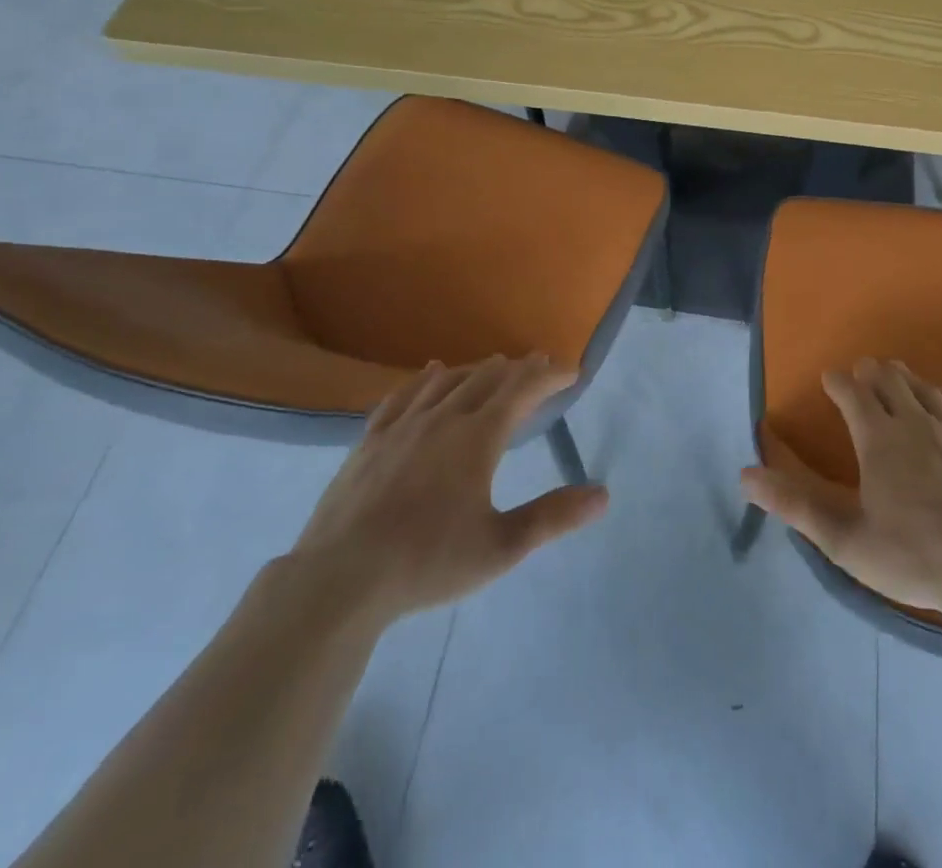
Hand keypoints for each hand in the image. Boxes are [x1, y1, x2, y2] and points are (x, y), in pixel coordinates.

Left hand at [287, 355, 607, 626]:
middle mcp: (443, 419)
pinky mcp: (371, 440)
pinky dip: (425, 379)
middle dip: (518, 369)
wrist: (339, 580)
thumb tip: (603, 495)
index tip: (571, 371)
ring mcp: (403, 426)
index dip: (549, 377)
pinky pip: (404, 396)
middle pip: (487, 379)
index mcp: (478, 438)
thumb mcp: (501, 547)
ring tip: (495, 364)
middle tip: (539, 362)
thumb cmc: (427, 562)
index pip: (522, 392)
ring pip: (448, 382)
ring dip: (477, 370)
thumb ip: (553, 517)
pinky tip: (431, 373)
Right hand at [741, 358, 941, 617]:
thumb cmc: (913, 557)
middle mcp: (915, 423)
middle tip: (861, 372)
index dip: (837, 381)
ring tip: (896, 377)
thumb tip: (746, 476)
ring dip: (906, 379)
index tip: (829, 378)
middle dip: (871, 372)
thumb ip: (795, 505)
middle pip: (890, 380)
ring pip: (925, 389)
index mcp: (879, 439)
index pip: (852, 392)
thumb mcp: (845, 539)